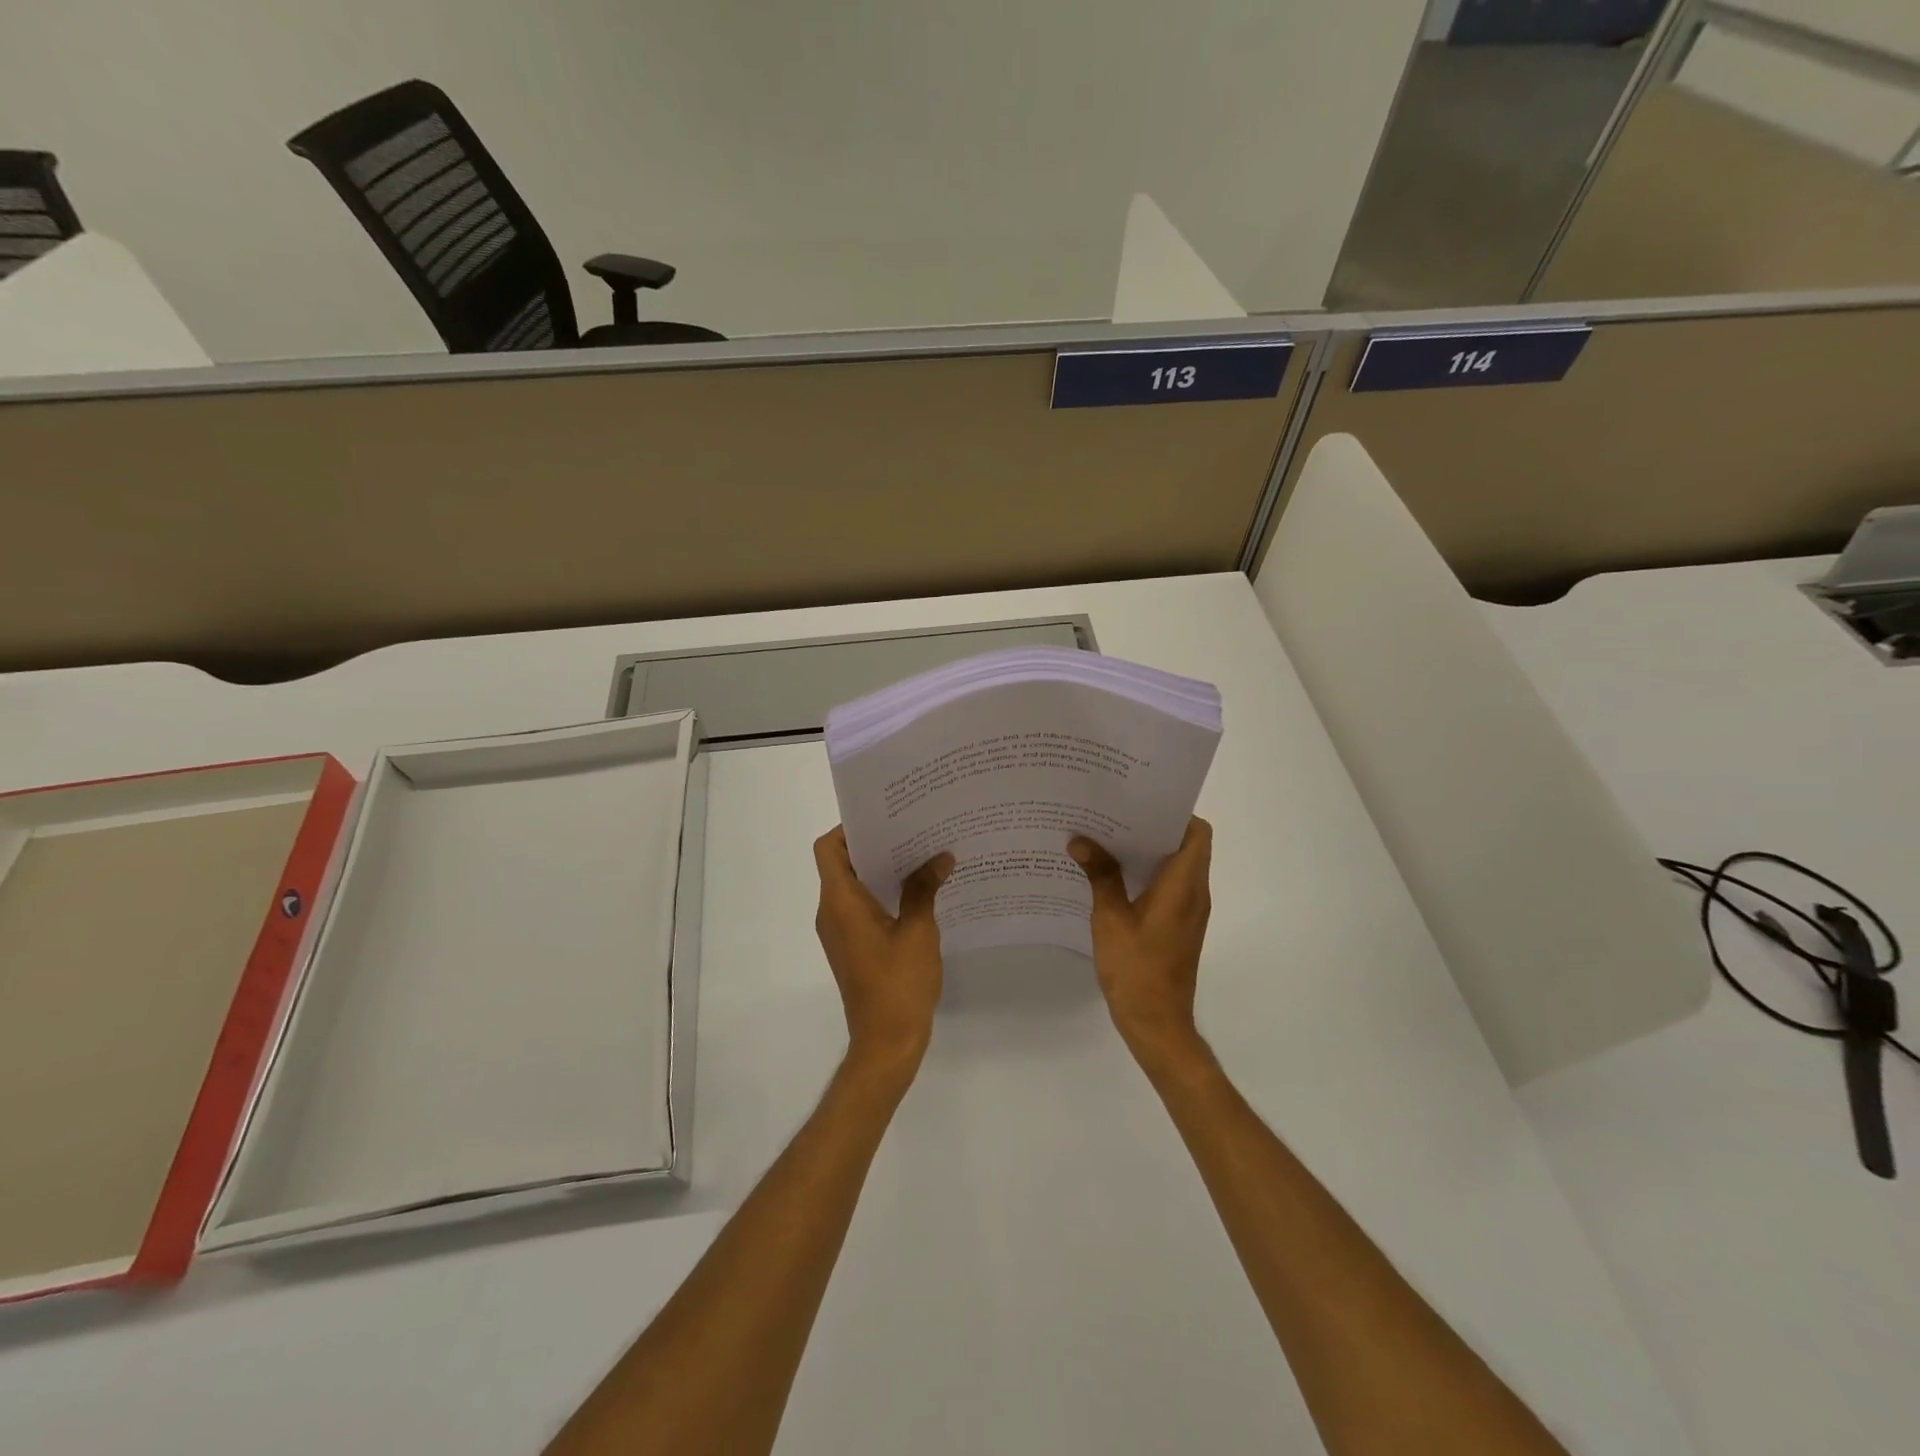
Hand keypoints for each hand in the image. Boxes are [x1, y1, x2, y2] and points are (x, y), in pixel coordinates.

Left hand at [813, 826, 953, 1083]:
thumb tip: (941, 857)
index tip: (886, 818)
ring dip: (881, 869)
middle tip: (912, 829)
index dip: (850, 828)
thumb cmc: (899, 983)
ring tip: (920, 854)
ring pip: (853, 886)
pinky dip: (882, 892)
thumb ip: (924, 889)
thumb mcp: (918, 931)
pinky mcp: (852, 947)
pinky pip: (861, 907)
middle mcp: (832, 912)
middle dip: (874, 844)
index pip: (829, 848)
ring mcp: (840, 932)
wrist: (887, 1042)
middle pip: (842, 863)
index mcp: (840, 902)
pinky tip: (917, 891)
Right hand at [1069, 817, 1212, 1074]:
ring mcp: (1189, 912)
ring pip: (1177, 867)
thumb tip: (1081, 841)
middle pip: (1186, 846)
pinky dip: (1147, 874)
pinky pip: (1169, 887)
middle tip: (1115, 815)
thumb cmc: (1136, 969)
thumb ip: (1100, 876)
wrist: (1156, 1023)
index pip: (1197, 833)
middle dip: (1154, 828)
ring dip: (1148, 851)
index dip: (1175, 813)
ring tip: (1108, 838)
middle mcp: (1194, 894)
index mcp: (1183, 886)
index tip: (1141, 803)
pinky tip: (1112, 875)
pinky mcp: (1179, 926)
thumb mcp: (1110, 918)